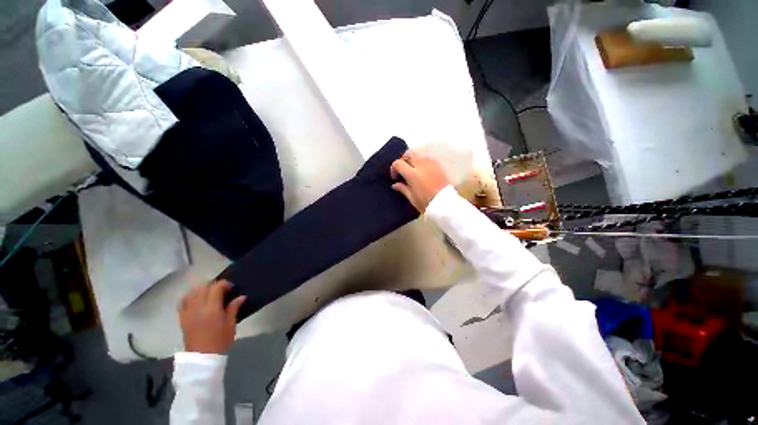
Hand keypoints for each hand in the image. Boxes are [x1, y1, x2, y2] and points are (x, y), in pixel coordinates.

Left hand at [178, 280, 245, 353]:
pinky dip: (190, 296)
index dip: (225, 284)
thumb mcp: (231, 325)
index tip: (232, 288)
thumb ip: (234, 308)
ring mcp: (188, 312)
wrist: (202, 357)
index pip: (216, 287)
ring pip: (192, 292)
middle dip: (213, 285)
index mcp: (212, 309)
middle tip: (222, 291)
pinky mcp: (182, 318)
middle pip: (203, 287)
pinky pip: (183, 301)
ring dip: (201, 289)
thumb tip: (241, 297)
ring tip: (209, 294)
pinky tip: (197, 300)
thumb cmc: (220, 341)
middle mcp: (198, 308)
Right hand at [390, 150, 450, 212]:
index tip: (395, 177)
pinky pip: (427, 158)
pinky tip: (422, 171)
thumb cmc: (426, 203)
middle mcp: (421, 165)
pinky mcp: (438, 166)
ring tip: (412, 170)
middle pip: (408, 155)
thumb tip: (395, 184)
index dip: (394, 169)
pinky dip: (422, 162)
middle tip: (403, 171)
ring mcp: (431, 164)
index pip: (398, 163)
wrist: (445, 204)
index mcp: (412, 174)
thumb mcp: (411, 198)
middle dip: (403, 161)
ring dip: (413, 160)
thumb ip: (402, 188)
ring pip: (418, 155)